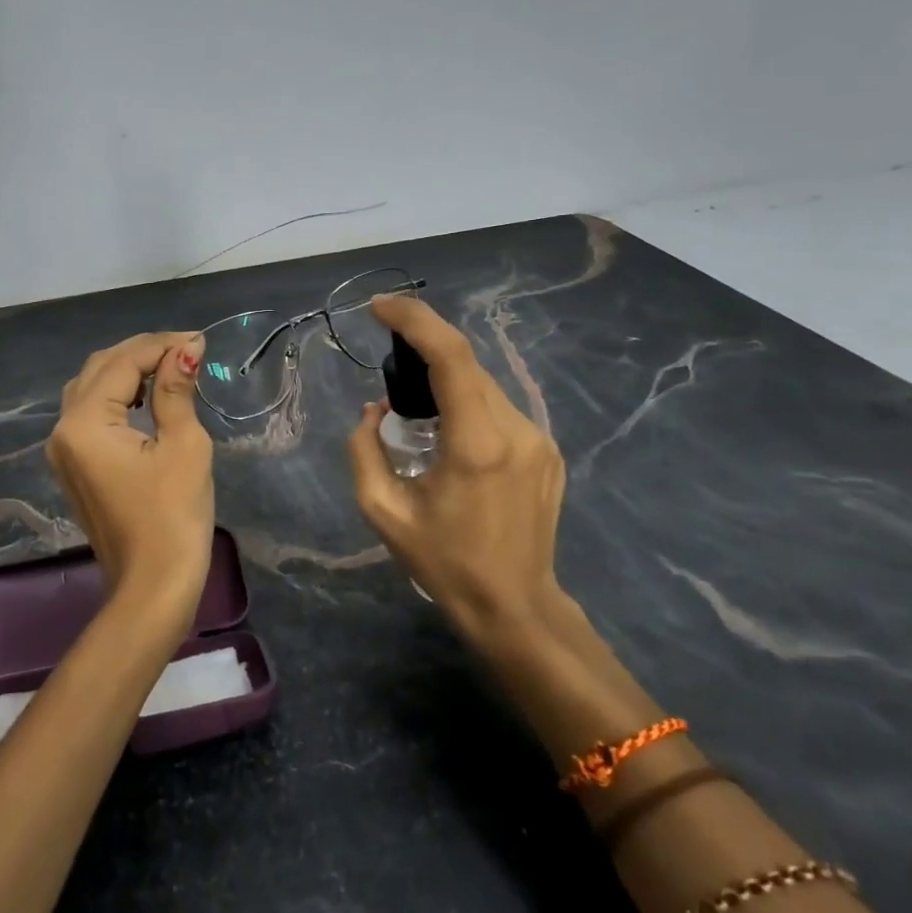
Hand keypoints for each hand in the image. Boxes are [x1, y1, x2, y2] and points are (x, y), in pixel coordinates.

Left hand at [47, 331, 215, 619]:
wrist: (153, 586)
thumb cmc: (173, 516)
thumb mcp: (183, 445)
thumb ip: (176, 390)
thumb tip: (185, 349)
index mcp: (85, 422)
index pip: (123, 363)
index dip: (162, 345)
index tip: (200, 340)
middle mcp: (63, 429)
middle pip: (100, 369)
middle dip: (143, 352)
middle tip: (187, 349)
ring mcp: (64, 449)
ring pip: (92, 388)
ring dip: (129, 371)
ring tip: (171, 367)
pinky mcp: (74, 465)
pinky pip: (91, 414)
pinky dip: (119, 397)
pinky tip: (149, 396)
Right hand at [347, 294, 568, 652]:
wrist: (515, 605)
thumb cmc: (443, 562)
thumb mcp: (383, 510)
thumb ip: (364, 449)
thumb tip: (374, 411)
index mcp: (476, 443)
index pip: (450, 356)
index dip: (415, 320)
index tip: (380, 307)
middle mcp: (516, 429)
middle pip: (467, 365)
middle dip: (424, 350)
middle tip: (389, 366)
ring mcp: (538, 439)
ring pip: (484, 384)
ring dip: (446, 379)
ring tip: (416, 408)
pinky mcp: (547, 450)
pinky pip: (499, 408)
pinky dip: (467, 402)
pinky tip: (450, 433)